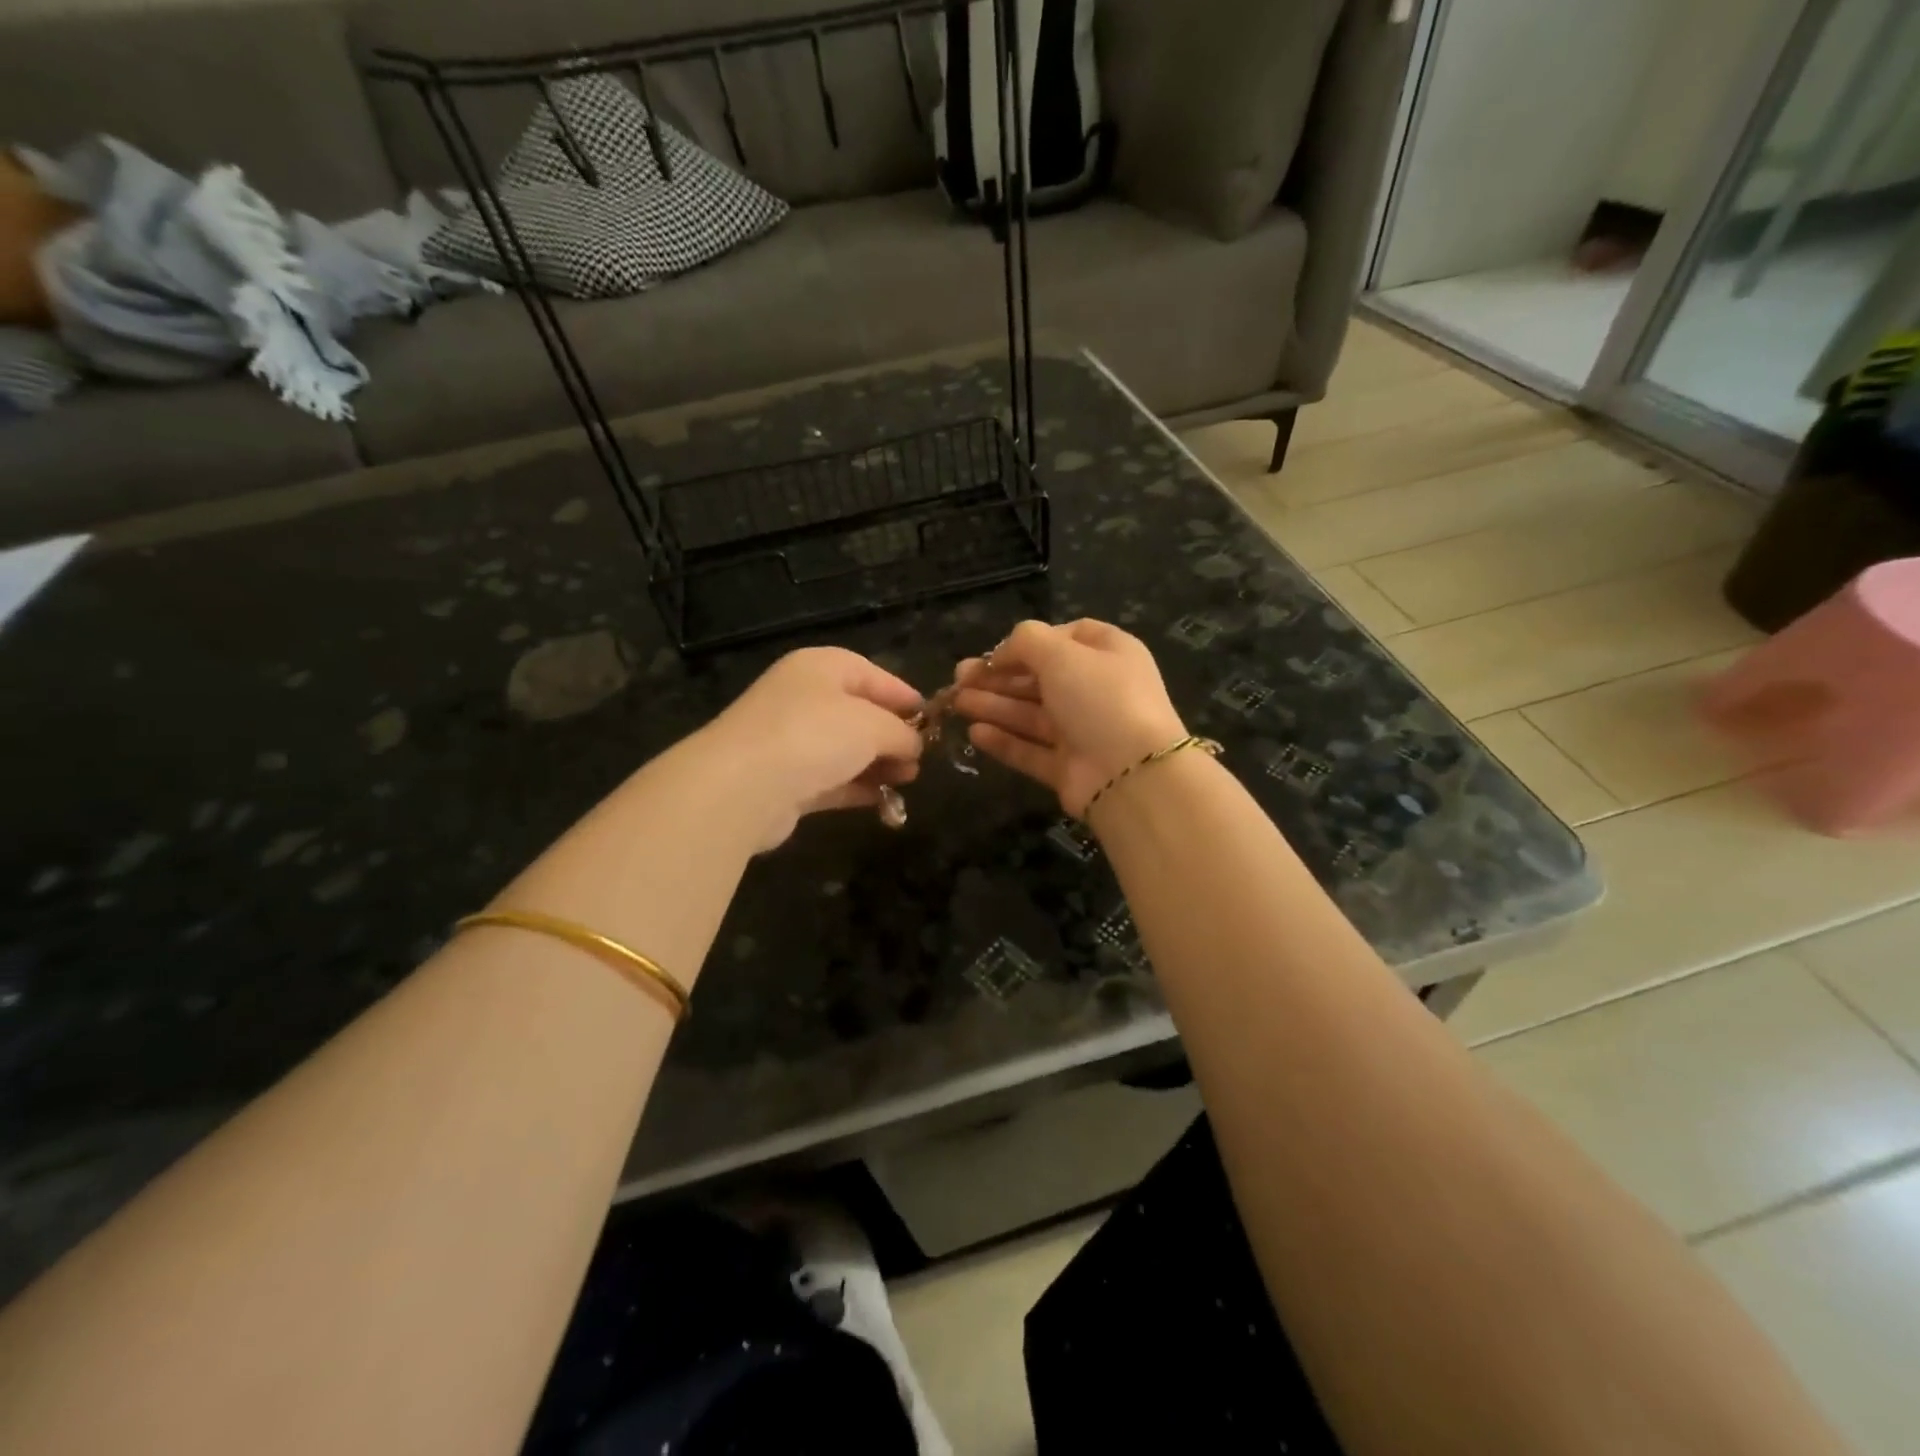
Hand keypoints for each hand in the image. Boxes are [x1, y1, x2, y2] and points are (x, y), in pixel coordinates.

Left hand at [699, 647, 925, 847]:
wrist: (744, 786)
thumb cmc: (815, 736)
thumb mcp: (873, 725)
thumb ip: (901, 732)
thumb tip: (914, 744)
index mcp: (821, 668)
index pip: (871, 673)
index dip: (903, 695)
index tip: (932, 718)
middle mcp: (802, 697)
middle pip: (858, 712)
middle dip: (893, 735)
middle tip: (920, 758)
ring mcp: (790, 740)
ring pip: (845, 749)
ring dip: (878, 764)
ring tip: (908, 780)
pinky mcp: (784, 780)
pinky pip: (830, 780)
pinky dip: (857, 788)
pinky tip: (884, 801)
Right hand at [952, 619, 1187, 818]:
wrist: (1132, 775)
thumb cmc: (1100, 699)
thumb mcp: (1062, 654)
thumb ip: (1026, 641)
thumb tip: (1004, 652)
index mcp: (1109, 654)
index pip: (1066, 638)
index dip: (1029, 642)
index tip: (997, 653)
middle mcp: (1097, 691)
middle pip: (1041, 678)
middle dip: (999, 677)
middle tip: (958, 678)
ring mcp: (1083, 732)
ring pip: (1031, 715)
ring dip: (993, 706)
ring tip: (956, 702)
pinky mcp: (1068, 768)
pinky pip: (1030, 750)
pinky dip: (1004, 741)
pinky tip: (975, 733)